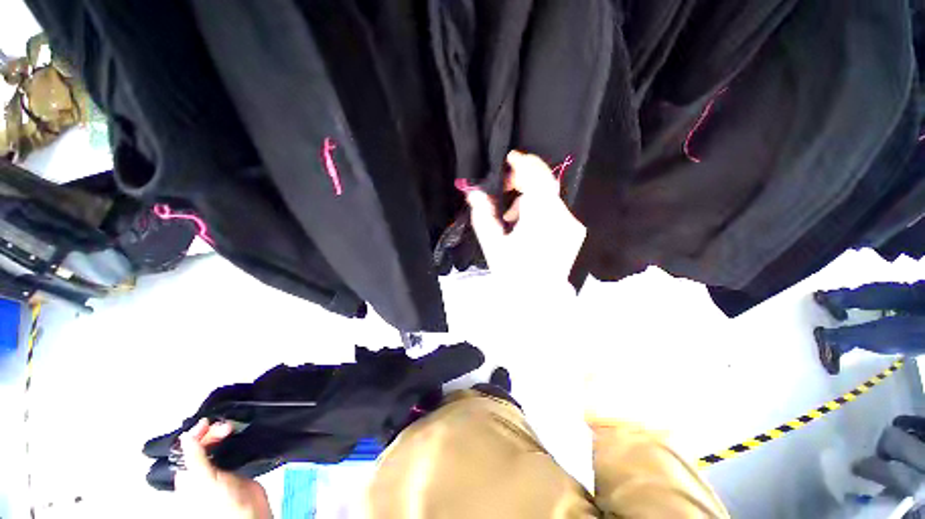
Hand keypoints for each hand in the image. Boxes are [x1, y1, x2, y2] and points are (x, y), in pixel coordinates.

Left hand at [175, 418, 271, 518]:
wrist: (249, 513)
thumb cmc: (221, 503)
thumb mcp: (204, 480)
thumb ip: (194, 459)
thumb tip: (185, 437)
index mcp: (188, 476)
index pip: (187, 449)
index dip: (195, 435)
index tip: (207, 422)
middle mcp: (201, 471)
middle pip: (202, 445)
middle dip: (211, 432)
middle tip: (225, 427)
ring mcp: (218, 470)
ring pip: (217, 445)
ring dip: (222, 434)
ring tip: (231, 428)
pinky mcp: (234, 467)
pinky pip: (231, 449)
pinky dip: (233, 439)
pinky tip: (237, 434)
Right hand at [466, 150, 586, 284]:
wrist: (537, 299)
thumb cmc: (513, 274)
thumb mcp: (493, 245)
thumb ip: (483, 215)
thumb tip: (474, 193)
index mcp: (541, 220)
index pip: (536, 180)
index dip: (523, 164)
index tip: (510, 158)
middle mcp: (562, 218)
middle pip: (545, 183)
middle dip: (524, 179)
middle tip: (505, 189)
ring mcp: (572, 225)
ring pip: (549, 196)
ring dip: (529, 198)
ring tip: (512, 217)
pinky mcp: (575, 231)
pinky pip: (556, 209)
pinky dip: (540, 209)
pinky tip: (528, 225)